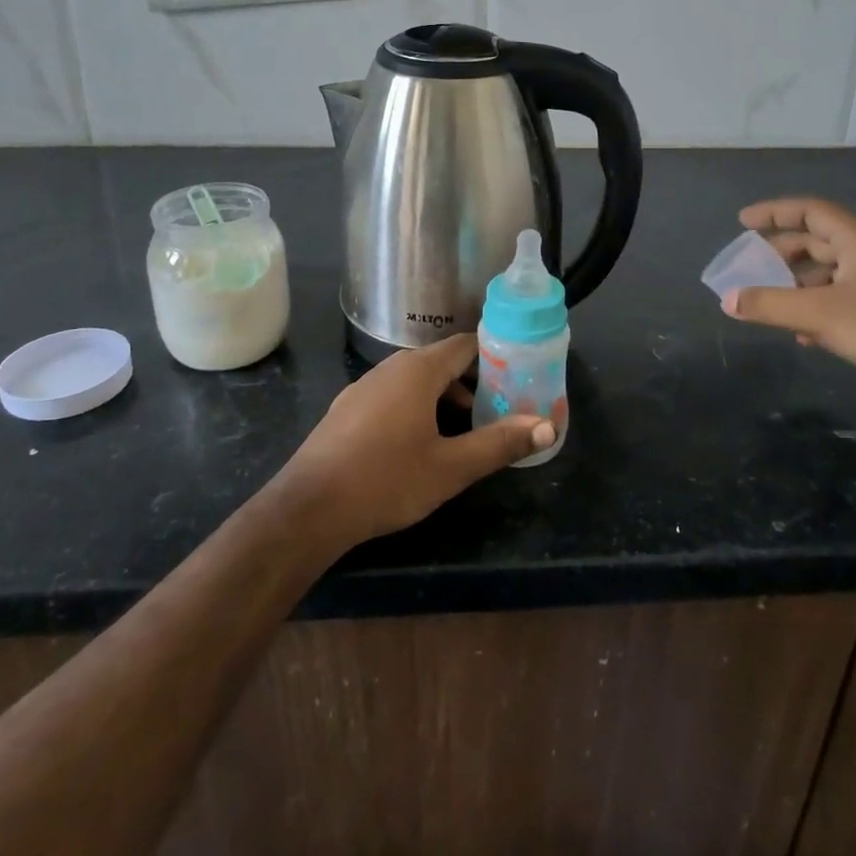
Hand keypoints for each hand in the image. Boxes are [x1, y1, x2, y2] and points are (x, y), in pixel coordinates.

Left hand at [273, 333, 554, 547]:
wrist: (308, 509)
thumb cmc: (386, 481)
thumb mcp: (452, 467)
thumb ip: (500, 443)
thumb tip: (546, 426)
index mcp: (418, 370)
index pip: (466, 345)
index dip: (496, 357)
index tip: (519, 378)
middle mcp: (390, 368)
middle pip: (442, 363)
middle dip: (473, 385)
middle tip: (499, 412)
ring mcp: (363, 388)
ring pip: (415, 382)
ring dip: (444, 401)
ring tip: (465, 435)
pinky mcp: (347, 410)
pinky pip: (392, 397)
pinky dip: (415, 410)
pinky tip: (419, 446)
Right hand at [724, 196, 855, 392]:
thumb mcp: (816, 313)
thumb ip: (768, 304)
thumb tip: (728, 300)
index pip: (810, 211)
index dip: (774, 212)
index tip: (743, 222)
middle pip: (816, 241)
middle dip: (781, 253)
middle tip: (752, 265)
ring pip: (828, 272)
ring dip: (797, 284)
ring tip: (771, 301)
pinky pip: (840, 297)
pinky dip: (815, 306)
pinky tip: (801, 333)